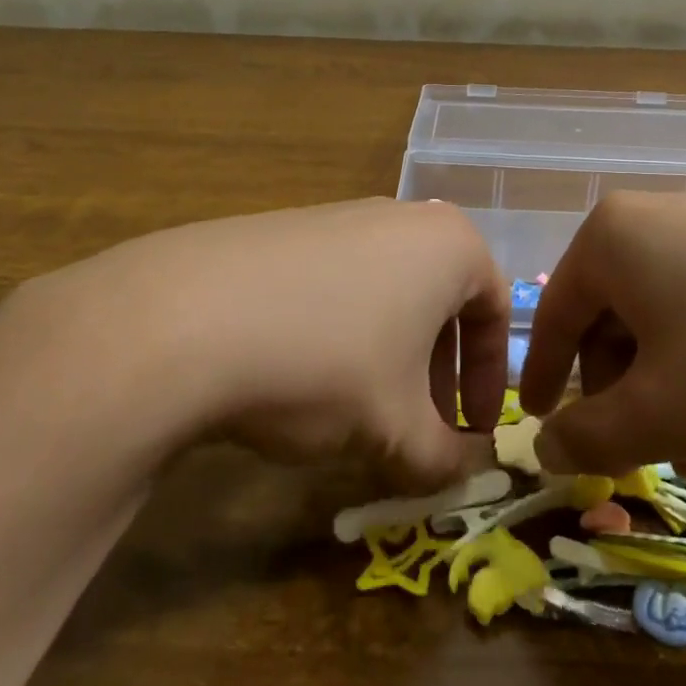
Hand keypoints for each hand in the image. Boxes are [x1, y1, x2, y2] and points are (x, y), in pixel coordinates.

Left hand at [9, 198, 509, 490]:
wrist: (191, 316)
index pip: (494, 313)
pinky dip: (343, 329)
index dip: (490, 381)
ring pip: (389, 291)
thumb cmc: (328, 361)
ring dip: (390, 353)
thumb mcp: (396, 425)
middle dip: (438, 370)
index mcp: (449, 244)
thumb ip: (446, 455)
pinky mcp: (288, 227)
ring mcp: (341, 215)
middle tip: (419, 425)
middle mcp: (402, 216)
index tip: (472, 432)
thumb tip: (472, 471)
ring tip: (360, 406)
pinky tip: (304, 370)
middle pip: (440, 301)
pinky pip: (340, 280)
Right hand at [518, 192, 685, 474]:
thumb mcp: (663, 412)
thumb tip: (544, 448)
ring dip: (667, 390)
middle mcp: (655, 220)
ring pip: (665, 321)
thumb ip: (590, 436)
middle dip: (620, 395)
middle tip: (640, 456)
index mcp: (612, 239)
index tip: (540, 424)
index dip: (543, 376)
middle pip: (612, 318)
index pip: (556, 314)